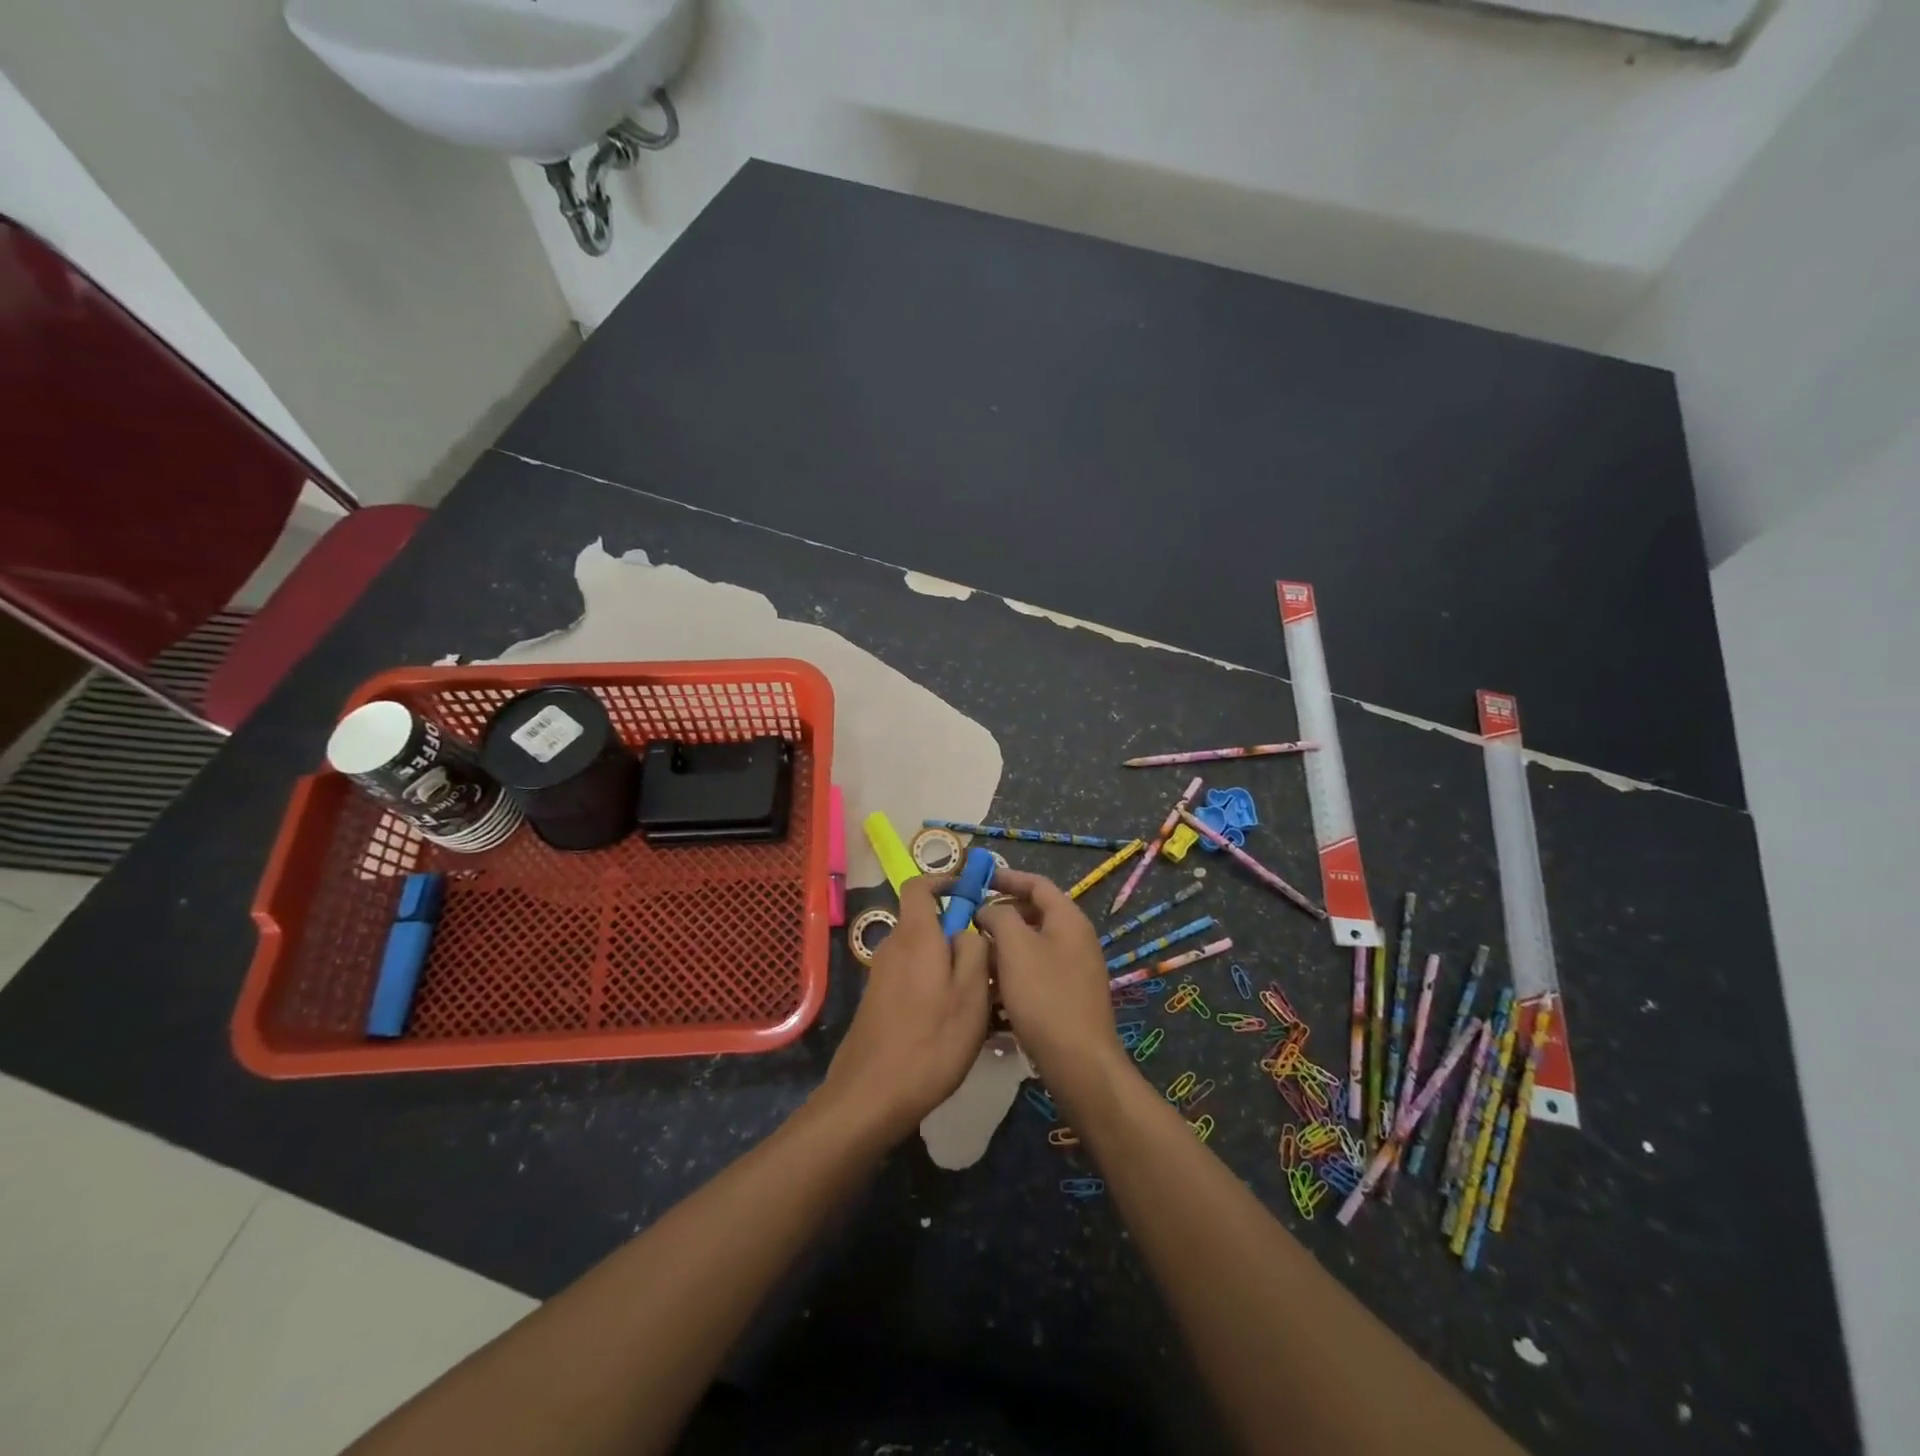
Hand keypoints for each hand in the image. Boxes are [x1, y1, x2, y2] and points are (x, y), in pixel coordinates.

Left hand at [817, 874, 991, 1145]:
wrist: (871, 1096)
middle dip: (957, 933)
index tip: (971, 892)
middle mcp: (893, 947)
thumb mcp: (971, 993)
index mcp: (915, 936)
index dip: (944, 880)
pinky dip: (934, 986)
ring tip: (980, 999)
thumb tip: (969, 928)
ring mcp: (881, 976)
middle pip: (925, 922)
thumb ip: (975, 950)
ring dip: (949, 965)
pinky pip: (912, 978)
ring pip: (922, 954)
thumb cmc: (931, 1041)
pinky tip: (952, 1023)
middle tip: (989, 962)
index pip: (920, 886)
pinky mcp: (877, 1002)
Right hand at [975, 869, 1123, 1086]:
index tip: (977, 880)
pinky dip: (1012, 976)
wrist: (1078, 1062)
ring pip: (1031, 948)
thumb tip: (988, 911)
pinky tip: (989, 993)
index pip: (1037, 883)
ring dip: (1002, 949)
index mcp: (1068, 919)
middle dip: (1000, 917)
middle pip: (1033, 915)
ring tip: (973, 959)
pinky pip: (1034, 975)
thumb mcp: (1015, 947)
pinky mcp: (1066, 998)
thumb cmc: (1045, 996)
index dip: (1007, 877)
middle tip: (969, 923)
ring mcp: (1073, 971)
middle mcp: (1075, 939)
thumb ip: (998, 917)